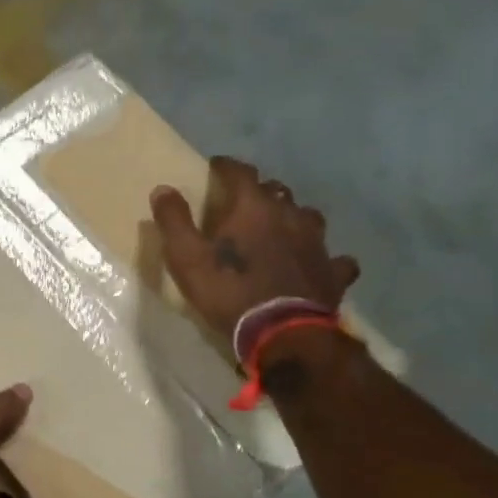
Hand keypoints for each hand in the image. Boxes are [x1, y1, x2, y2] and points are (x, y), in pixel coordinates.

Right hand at [151, 158, 359, 337]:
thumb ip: (174, 221)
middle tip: (243, 203)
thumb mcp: (186, 257)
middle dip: (259, 192)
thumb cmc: (228, 290)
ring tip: (280, 228)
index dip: (226, 166)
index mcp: (253, 207)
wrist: (282, 332)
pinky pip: (333, 257)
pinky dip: (324, 257)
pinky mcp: (332, 271)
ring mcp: (317, 242)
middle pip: (276, 190)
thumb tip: (163, 189)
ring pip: (307, 216)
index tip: (216, 166)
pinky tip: (317, 264)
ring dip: (292, 217)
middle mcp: (290, 215)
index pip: (240, 172)